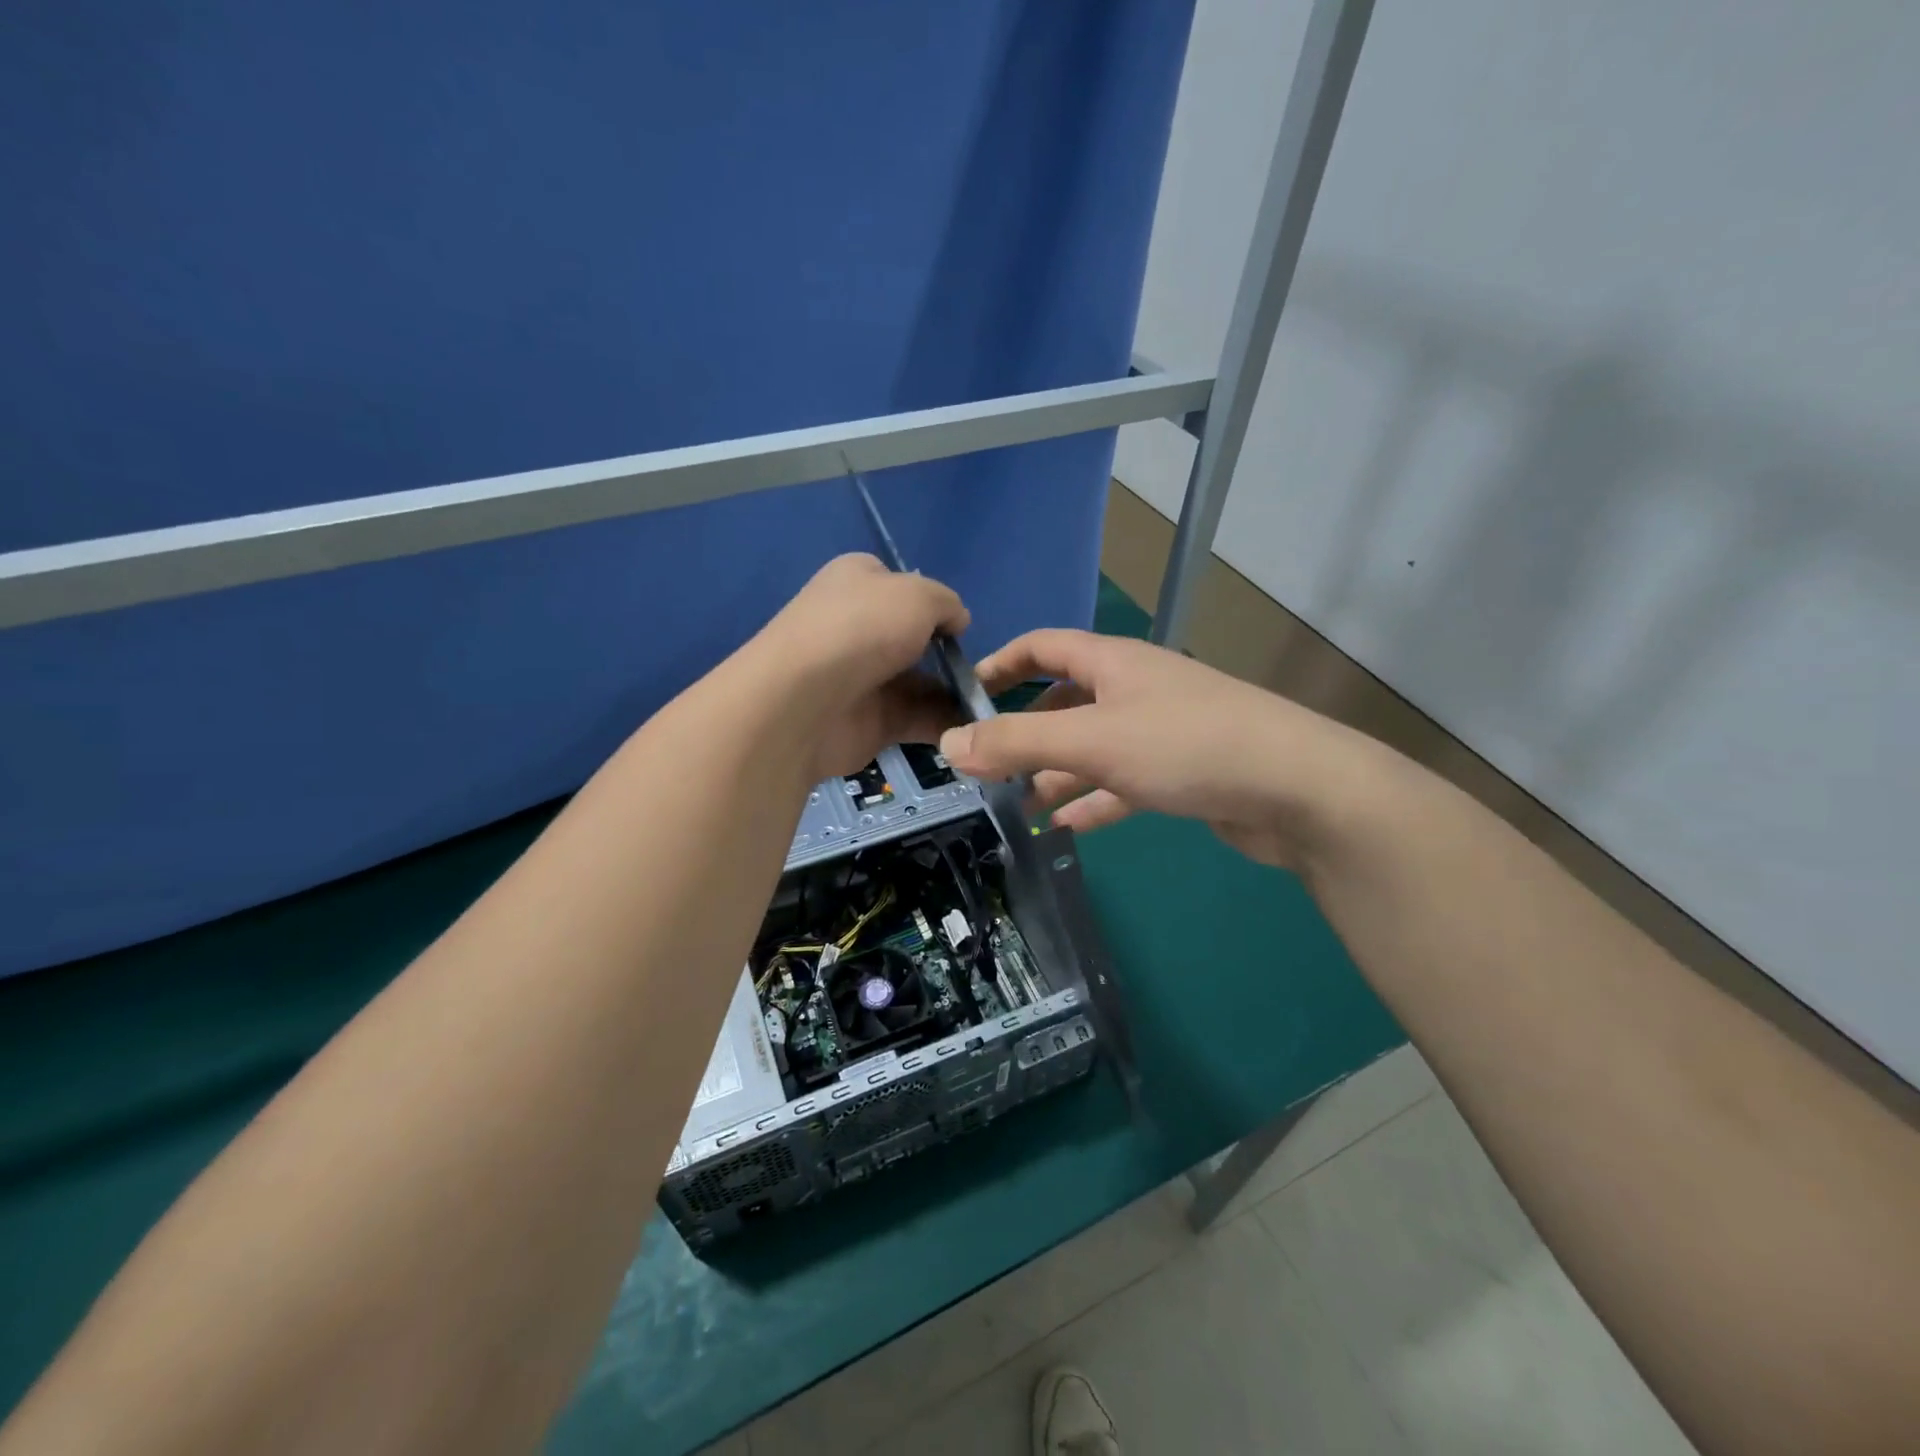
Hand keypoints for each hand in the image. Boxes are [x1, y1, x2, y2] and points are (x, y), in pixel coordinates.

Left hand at [750, 554, 970, 781]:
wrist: (805, 702)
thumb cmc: (862, 629)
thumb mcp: (918, 595)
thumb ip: (947, 603)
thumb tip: (957, 620)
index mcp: (857, 582)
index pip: (898, 584)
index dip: (931, 602)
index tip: (956, 624)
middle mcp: (856, 626)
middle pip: (913, 638)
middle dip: (948, 654)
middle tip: (981, 670)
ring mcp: (861, 677)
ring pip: (919, 682)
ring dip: (954, 693)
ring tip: (985, 704)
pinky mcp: (868, 721)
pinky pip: (915, 718)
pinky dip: (943, 723)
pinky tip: (970, 729)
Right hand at [937, 630, 1380, 870]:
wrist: (1297, 790)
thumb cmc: (1186, 746)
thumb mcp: (1092, 740)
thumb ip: (1018, 743)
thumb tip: (949, 743)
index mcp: (1113, 663)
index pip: (1042, 646)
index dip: (1000, 665)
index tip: (965, 698)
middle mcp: (1134, 690)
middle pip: (1064, 702)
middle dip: (1025, 734)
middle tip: (987, 770)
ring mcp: (1160, 732)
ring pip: (1091, 749)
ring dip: (1055, 774)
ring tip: (1018, 807)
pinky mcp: (1181, 773)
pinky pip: (1122, 783)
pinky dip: (1093, 800)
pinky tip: (1065, 826)